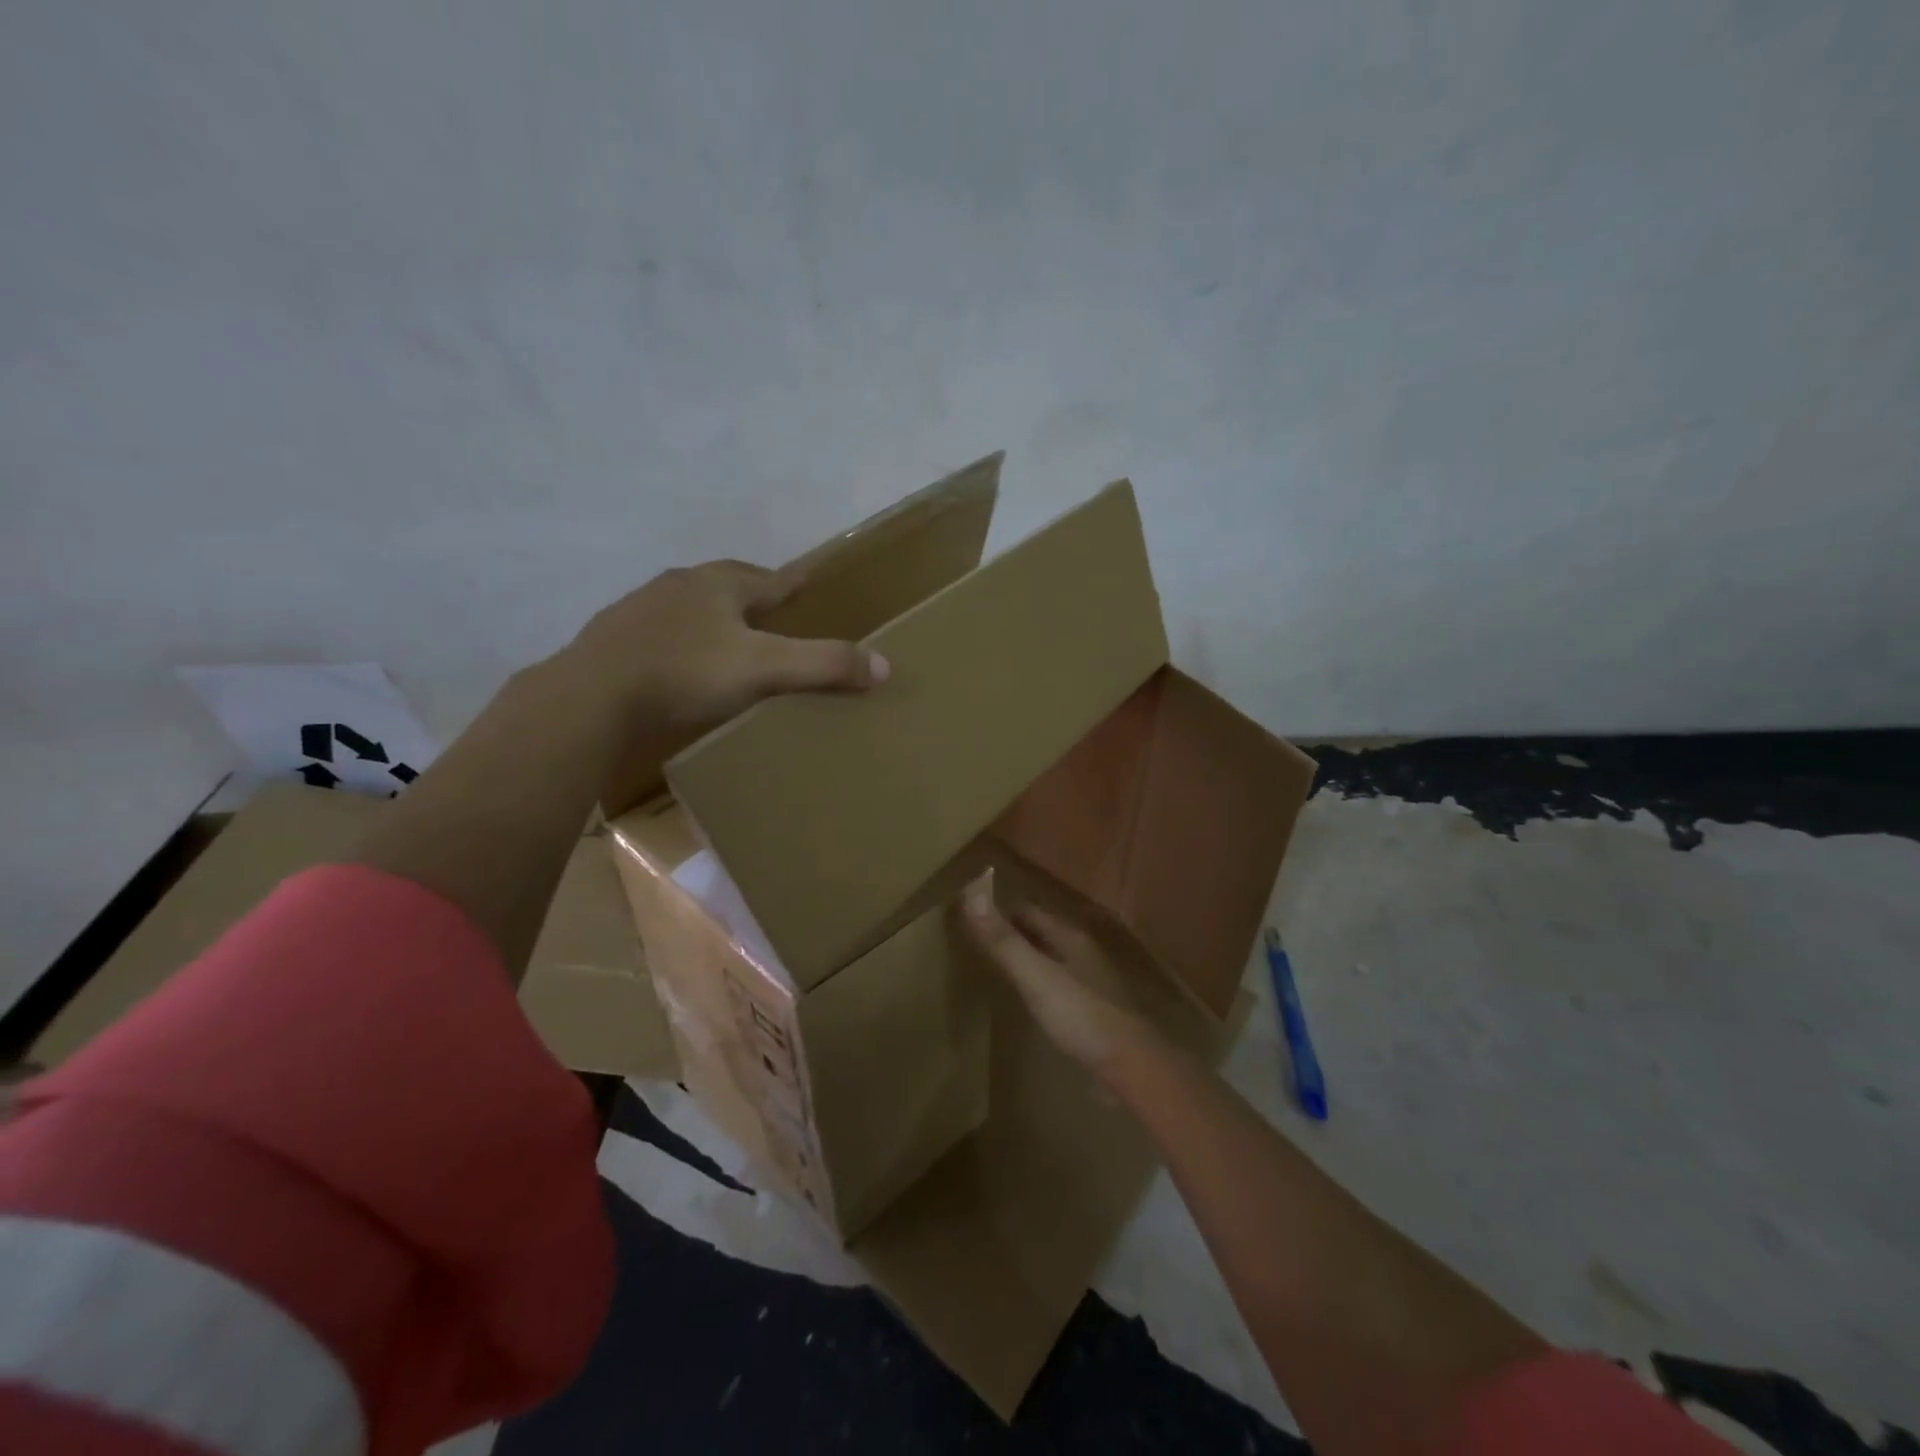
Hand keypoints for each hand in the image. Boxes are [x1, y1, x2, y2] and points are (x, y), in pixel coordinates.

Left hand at [551, 559, 888, 742]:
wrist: (591, 697)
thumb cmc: (685, 673)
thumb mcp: (764, 669)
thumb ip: (824, 665)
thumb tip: (884, 666)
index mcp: (720, 584)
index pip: (772, 579)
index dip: (796, 584)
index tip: (811, 584)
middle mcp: (681, 585)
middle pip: (729, 585)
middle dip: (754, 597)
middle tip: (774, 616)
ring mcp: (641, 608)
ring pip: (691, 606)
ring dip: (713, 618)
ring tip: (730, 641)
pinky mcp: (613, 637)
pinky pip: (660, 633)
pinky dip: (679, 643)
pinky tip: (679, 665)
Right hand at [959, 868, 1165, 1074]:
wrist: (1133, 1065)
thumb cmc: (1080, 1015)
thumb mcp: (1035, 976)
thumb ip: (1003, 940)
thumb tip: (971, 893)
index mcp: (1069, 936)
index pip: (1028, 910)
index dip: (999, 911)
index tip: (971, 918)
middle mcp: (1083, 951)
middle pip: (1042, 932)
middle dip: (1013, 933)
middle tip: (979, 943)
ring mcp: (1093, 980)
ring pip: (1053, 957)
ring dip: (1029, 957)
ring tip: (999, 969)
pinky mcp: (1097, 1009)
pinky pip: (1062, 984)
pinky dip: (1042, 983)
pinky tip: (1032, 1001)